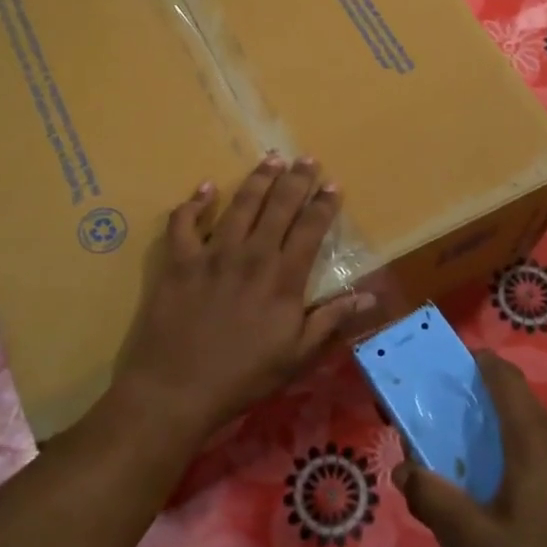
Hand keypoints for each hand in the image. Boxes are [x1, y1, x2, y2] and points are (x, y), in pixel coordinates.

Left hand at [114, 155, 376, 443]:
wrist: (177, 389)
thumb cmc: (243, 376)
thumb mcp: (297, 355)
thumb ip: (330, 320)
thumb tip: (369, 297)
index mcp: (283, 278)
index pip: (310, 229)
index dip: (324, 204)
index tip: (333, 184)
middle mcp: (252, 255)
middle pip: (279, 206)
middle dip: (296, 179)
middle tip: (306, 158)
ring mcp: (212, 254)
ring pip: (240, 205)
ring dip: (258, 180)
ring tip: (271, 159)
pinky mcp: (179, 261)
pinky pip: (184, 223)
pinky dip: (195, 203)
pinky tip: (206, 188)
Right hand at [394, 350, 546, 546]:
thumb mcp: (480, 545)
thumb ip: (436, 503)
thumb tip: (404, 470)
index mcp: (534, 438)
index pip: (505, 378)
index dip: (484, 365)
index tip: (466, 366)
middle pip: (528, 416)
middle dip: (503, 429)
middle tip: (485, 467)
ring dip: (535, 456)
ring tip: (524, 502)